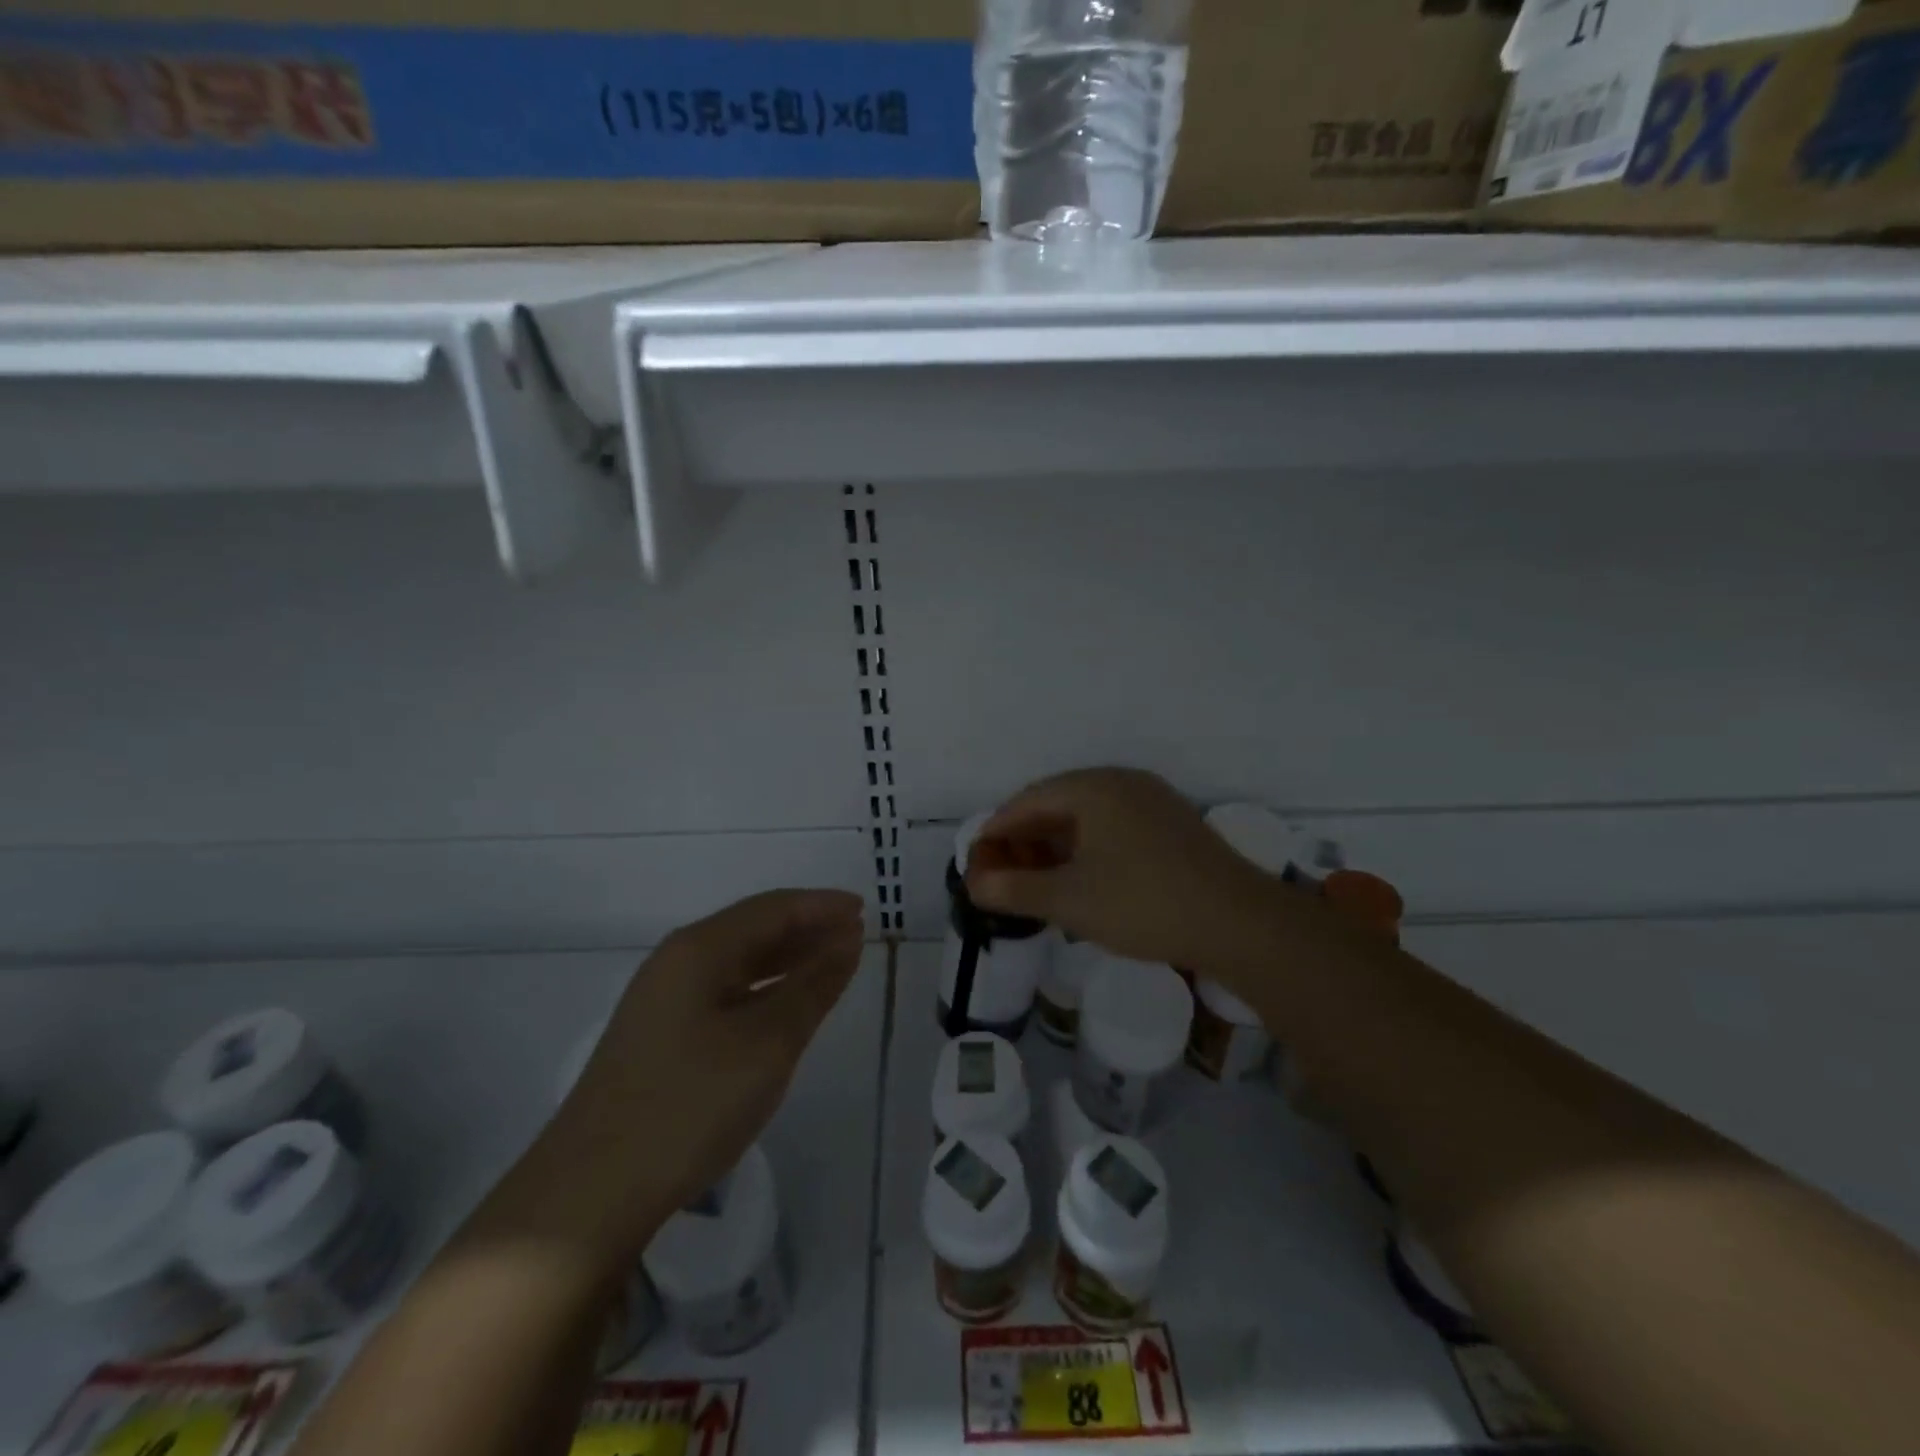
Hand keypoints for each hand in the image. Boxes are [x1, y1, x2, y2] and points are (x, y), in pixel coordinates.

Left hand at [544, 889, 864, 1263]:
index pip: (773, 908)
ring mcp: (664, 1000)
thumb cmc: (690, 1104)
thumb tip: (848, 942)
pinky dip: (764, 989)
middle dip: (808, 928)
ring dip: (788, 958)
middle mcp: (677, 962)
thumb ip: (813, 986)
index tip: (865, 910)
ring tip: (832, 964)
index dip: (822, 905)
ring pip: (739, 962)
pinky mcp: (661, 1036)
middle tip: (856, 937)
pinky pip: (725, 991)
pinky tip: (784, 1005)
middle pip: (753, 928)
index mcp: (699, 949)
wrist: (591, 1192)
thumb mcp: (768, 1043)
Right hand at [965, 768, 1277, 971]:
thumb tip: (974, 885)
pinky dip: (1088, 849)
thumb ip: (1014, 890)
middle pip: (1057, 803)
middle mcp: (1122, 781)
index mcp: (1093, 787)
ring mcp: (1152, 800)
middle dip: (1026, 839)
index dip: (996, 831)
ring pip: (1088, 816)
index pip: (1027, 801)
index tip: (976, 862)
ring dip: (1057, 845)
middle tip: (1005, 875)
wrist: (1239, 923)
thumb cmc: (1142, 903)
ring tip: (1038, 880)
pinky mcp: (1172, 824)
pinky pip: (1114, 826)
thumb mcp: (1069, 901)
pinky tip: (1083, 878)